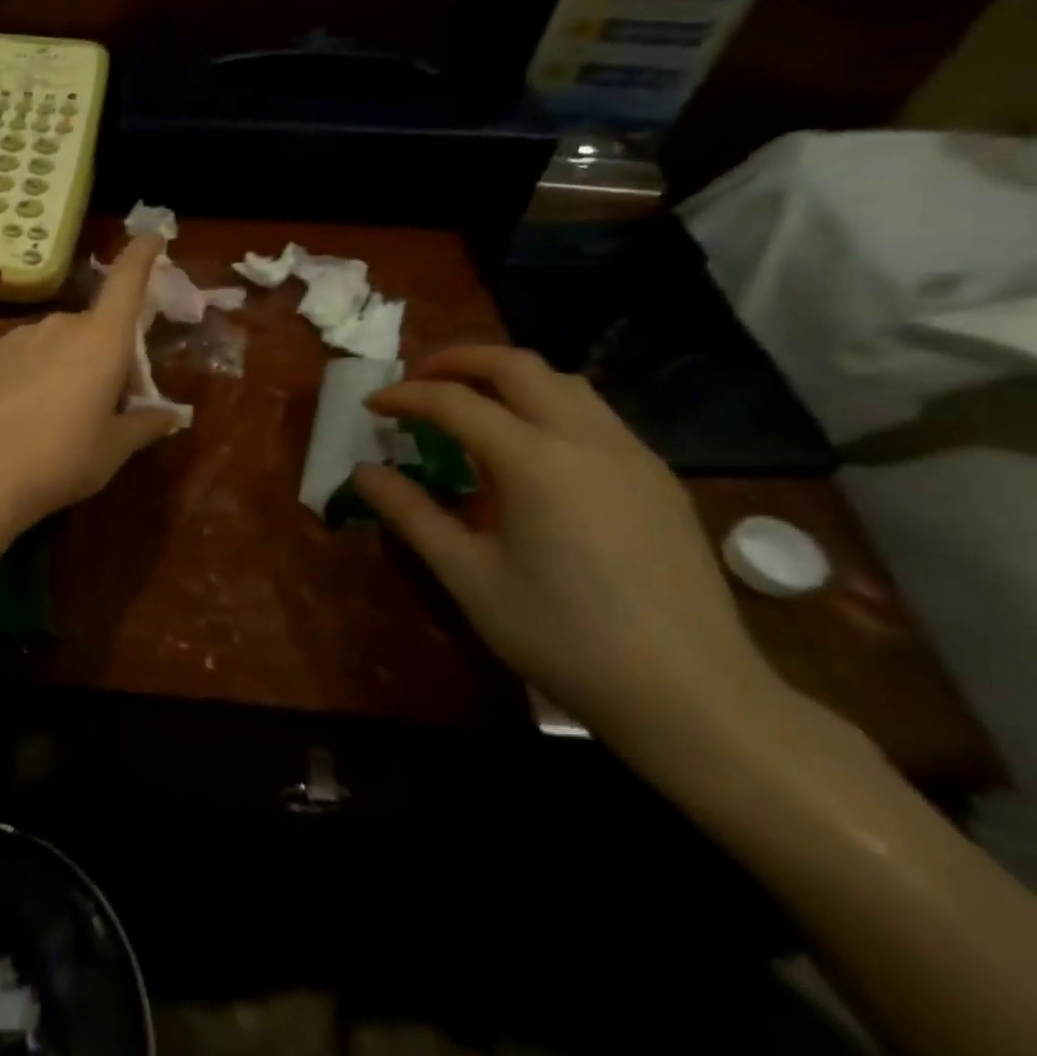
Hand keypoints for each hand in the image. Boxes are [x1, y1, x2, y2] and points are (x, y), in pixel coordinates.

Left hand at [0, 235, 180, 535]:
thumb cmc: (59, 459)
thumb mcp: (112, 449)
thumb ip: (144, 425)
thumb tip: (171, 416)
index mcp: (102, 340)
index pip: (127, 282)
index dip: (142, 256)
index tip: (151, 237)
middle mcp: (61, 326)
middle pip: (96, 328)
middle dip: (109, 355)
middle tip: (110, 404)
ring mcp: (19, 337)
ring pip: (59, 343)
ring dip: (71, 366)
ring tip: (61, 418)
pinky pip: (27, 355)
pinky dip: (37, 373)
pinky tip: (23, 417)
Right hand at [352, 346, 784, 755]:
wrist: (691, 695)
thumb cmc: (563, 636)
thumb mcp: (469, 576)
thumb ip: (412, 513)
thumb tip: (363, 472)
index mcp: (534, 460)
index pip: (455, 402)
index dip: (406, 396)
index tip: (372, 406)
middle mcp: (586, 438)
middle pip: (516, 366)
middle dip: (459, 360)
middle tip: (419, 380)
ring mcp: (631, 454)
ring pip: (563, 382)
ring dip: (508, 378)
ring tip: (472, 405)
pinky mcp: (658, 478)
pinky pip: (594, 415)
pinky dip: (547, 406)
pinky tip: (532, 450)